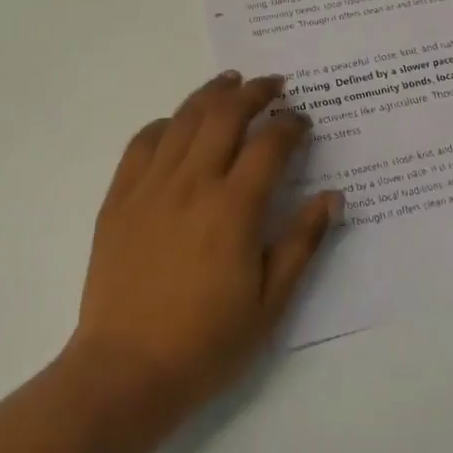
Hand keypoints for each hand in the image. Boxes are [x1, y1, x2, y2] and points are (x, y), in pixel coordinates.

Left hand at [66, 71, 342, 437]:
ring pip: (184, 118)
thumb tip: (333, 197)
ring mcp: (151, 185)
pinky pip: (143, 141)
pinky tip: (178, 123)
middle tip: (273, 86)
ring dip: (212, 93)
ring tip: (230, 82)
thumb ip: (302, 243)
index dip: (291, 125)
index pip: (270, 145)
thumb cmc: (206, 343)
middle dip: (254, 92)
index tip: (303, 122)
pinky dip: (166, 123)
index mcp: (233, 209)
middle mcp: (192, 183)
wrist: (125, 371)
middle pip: (226, 114)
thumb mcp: (270, 303)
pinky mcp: (120, 196)